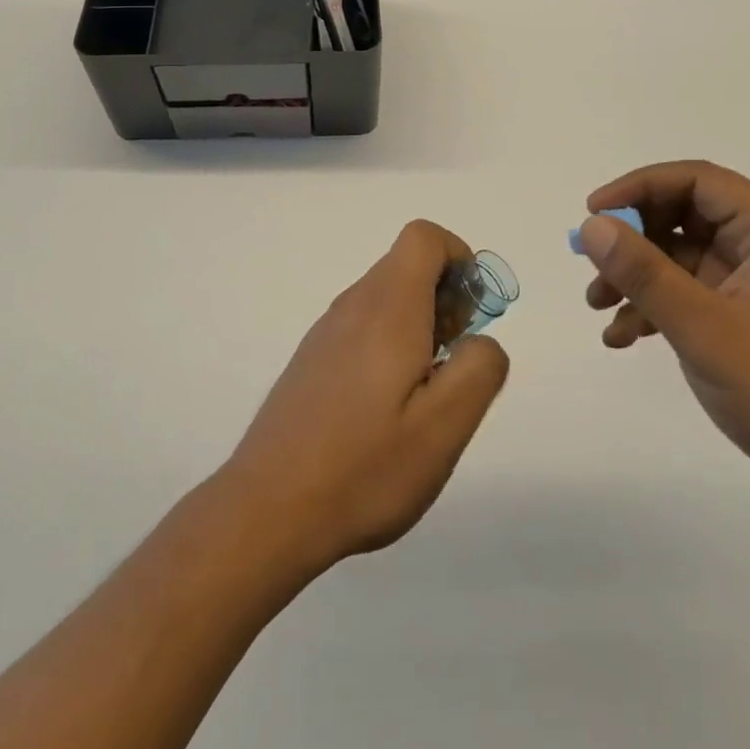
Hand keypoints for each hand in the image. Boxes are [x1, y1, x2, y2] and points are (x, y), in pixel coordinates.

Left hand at [219, 220, 509, 571]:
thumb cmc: (364, 467)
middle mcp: (353, 305)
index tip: (473, 314)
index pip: (424, 238)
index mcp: (387, 307)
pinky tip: (386, 411)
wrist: (268, 510)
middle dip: (446, 298)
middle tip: (455, 362)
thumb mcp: (444, 426)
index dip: (459, 259)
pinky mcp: (312, 360)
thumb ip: (479, 369)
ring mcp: (326, 332)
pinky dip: (390, 345)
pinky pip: (362, 327)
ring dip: (419, 325)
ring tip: (425, 394)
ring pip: (385, 298)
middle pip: (407, 266)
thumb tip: (481, 341)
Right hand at [578, 162, 749, 514]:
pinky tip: (621, 336)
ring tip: (597, 306)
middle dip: (631, 238)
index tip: (593, 213)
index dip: (638, 187)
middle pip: (681, 215)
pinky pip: (686, 292)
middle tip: (591, 265)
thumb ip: (644, 273)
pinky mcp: (743, 316)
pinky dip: (652, 306)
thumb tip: (591, 226)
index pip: (696, 180)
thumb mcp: (704, 329)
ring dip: (635, 275)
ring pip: (678, 254)